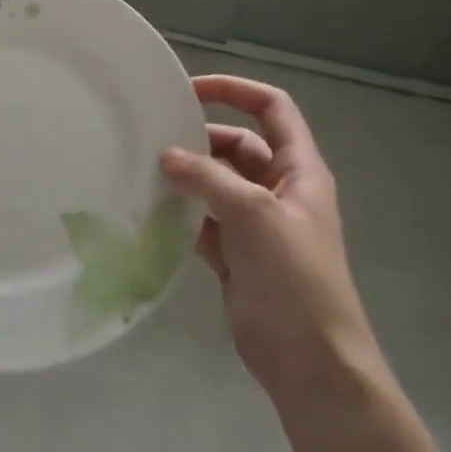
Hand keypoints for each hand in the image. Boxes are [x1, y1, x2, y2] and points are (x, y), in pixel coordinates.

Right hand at [160, 75, 381, 408]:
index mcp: (299, 171)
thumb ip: (209, 180)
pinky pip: (203, 222)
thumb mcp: (255, 217)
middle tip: (151, 139)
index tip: (188, 89)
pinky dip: (180, 215)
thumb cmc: (294, 281)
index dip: (235, 90)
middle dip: (199, 140)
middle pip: (238, 146)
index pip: (272, 109)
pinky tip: (148, 213)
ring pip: (216, 185)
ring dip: (186, 178)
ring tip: (140, 172)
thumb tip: (166, 155)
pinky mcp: (236, 256)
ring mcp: (256, 225)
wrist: (309, 361)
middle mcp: (278, 191)